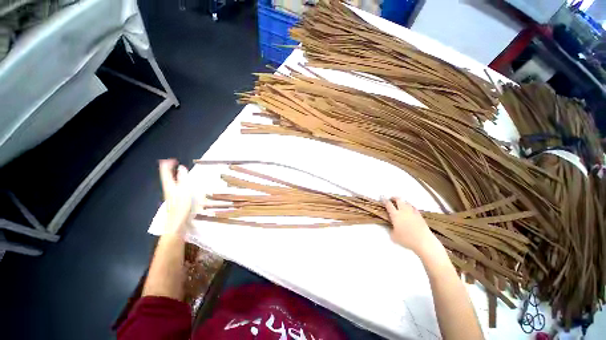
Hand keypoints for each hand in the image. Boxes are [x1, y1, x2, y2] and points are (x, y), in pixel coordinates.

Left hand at [159, 159, 191, 234]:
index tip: (172, 160)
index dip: (167, 165)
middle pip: (165, 176)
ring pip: (169, 181)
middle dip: (168, 168)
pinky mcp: (173, 198)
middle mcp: (168, 188)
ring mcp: (170, 194)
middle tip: (172, 162)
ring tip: (175, 170)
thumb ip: (183, 178)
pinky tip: (179, 183)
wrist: (176, 221)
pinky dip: (175, 180)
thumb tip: (181, 167)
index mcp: (169, 185)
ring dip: (171, 174)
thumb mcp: (184, 190)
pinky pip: (173, 185)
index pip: (165, 172)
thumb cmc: (181, 205)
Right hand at [383, 197, 440, 255]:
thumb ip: (391, 229)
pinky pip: (413, 208)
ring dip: (402, 202)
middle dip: (394, 198)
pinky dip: (410, 206)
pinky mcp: (419, 215)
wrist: (423, 241)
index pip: (388, 204)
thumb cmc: (407, 239)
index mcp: (395, 215)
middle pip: (398, 200)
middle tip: (391, 199)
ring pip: (406, 202)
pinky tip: (410, 209)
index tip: (382, 197)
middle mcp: (403, 211)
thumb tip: (391, 227)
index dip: (384, 200)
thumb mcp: (394, 236)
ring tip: (400, 204)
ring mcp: (412, 212)